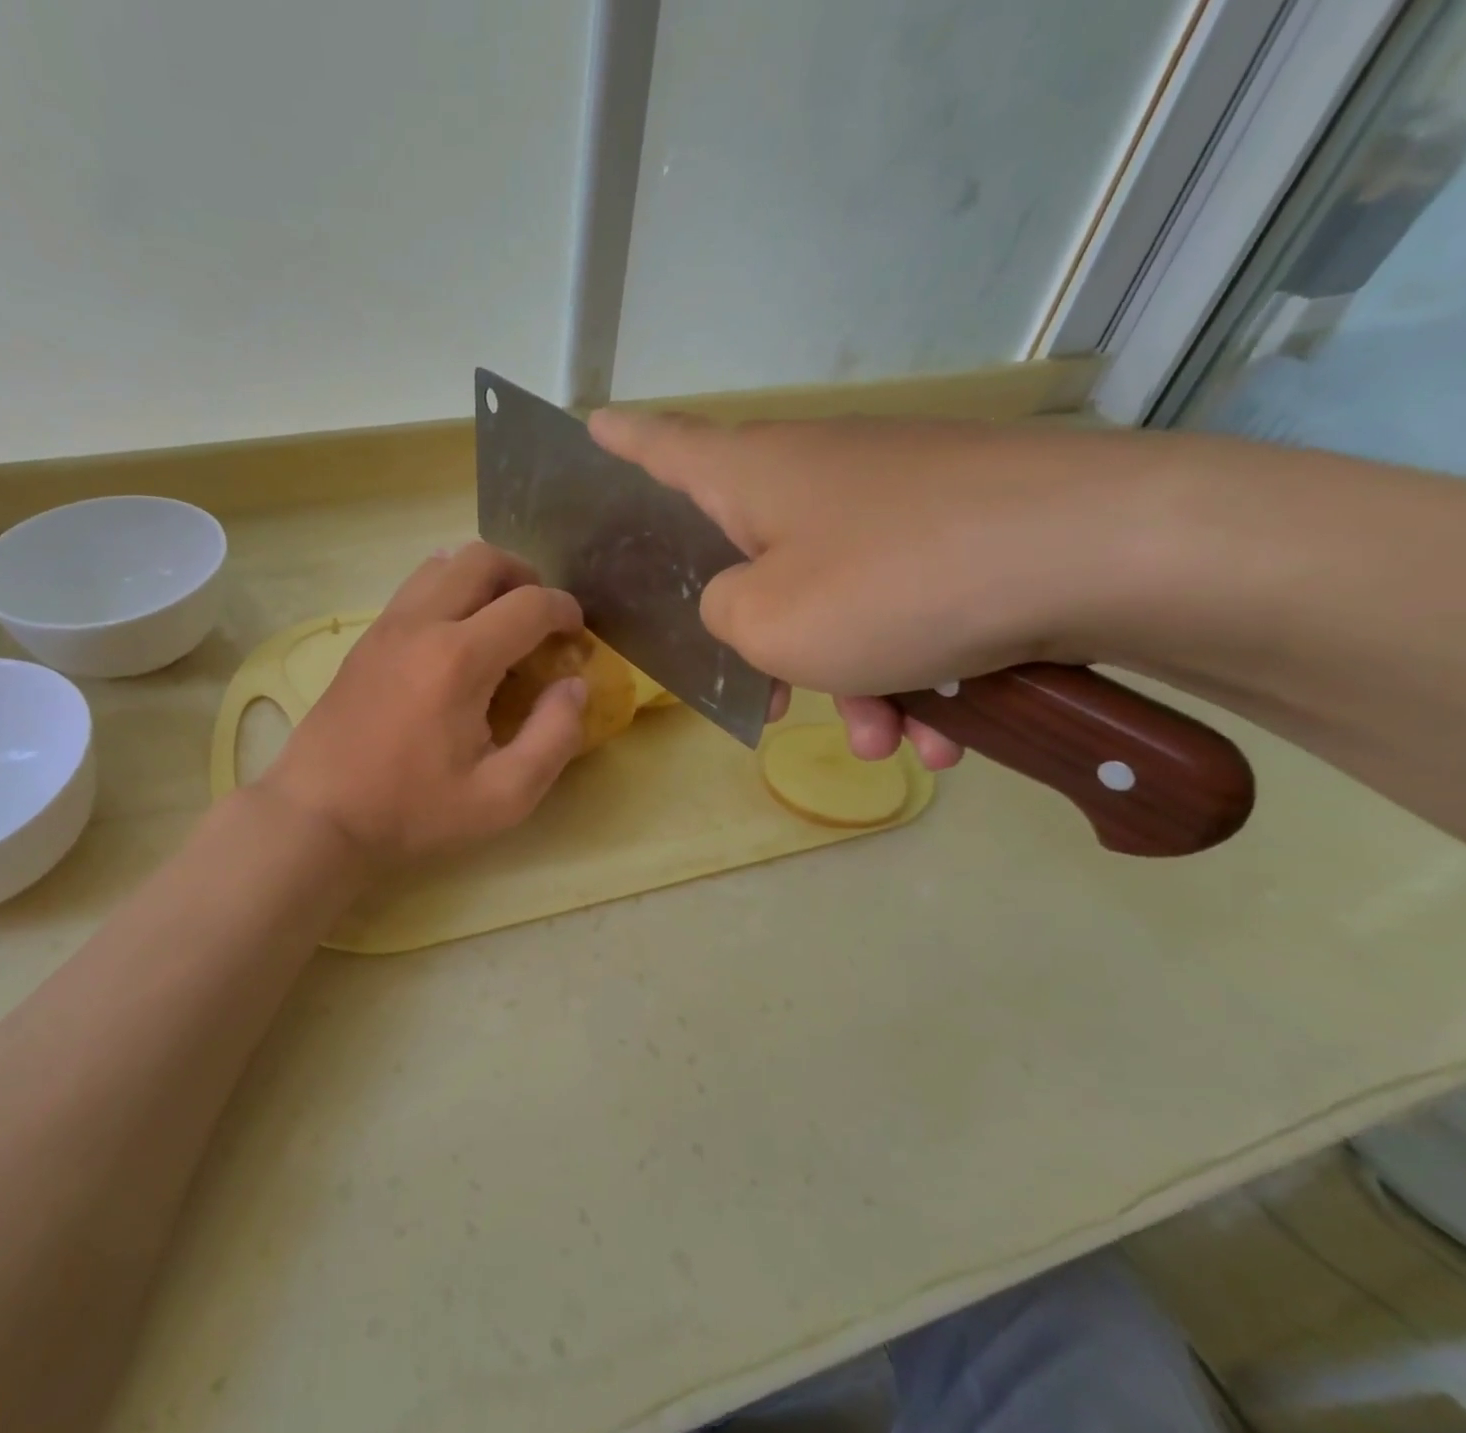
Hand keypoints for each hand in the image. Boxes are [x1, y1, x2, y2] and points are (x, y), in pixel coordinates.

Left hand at [259, 542, 584, 861]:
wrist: (319, 814)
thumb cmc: (413, 810)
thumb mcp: (502, 796)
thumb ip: (553, 737)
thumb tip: (574, 686)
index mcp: (460, 660)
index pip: (529, 604)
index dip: (564, 611)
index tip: (576, 634)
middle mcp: (422, 624)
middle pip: (481, 558)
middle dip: (524, 576)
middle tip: (539, 617)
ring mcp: (387, 626)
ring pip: (442, 563)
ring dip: (482, 578)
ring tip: (498, 620)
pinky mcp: (365, 639)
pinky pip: (414, 588)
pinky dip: (447, 591)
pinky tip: (455, 637)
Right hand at [587, 410, 1123, 768]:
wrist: (1111, 552)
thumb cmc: (896, 583)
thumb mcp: (767, 621)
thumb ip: (719, 616)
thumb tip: (738, 606)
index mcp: (754, 477)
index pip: (663, 445)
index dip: (621, 439)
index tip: (591, 423)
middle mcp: (819, 476)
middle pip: (754, 559)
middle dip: (760, 641)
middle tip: (765, 701)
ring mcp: (897, 503)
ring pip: (837, 605)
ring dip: (851, 681)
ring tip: (884, 739)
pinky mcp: (964, 534)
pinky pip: (906, 612)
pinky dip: (915, 673)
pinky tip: (944, 733)